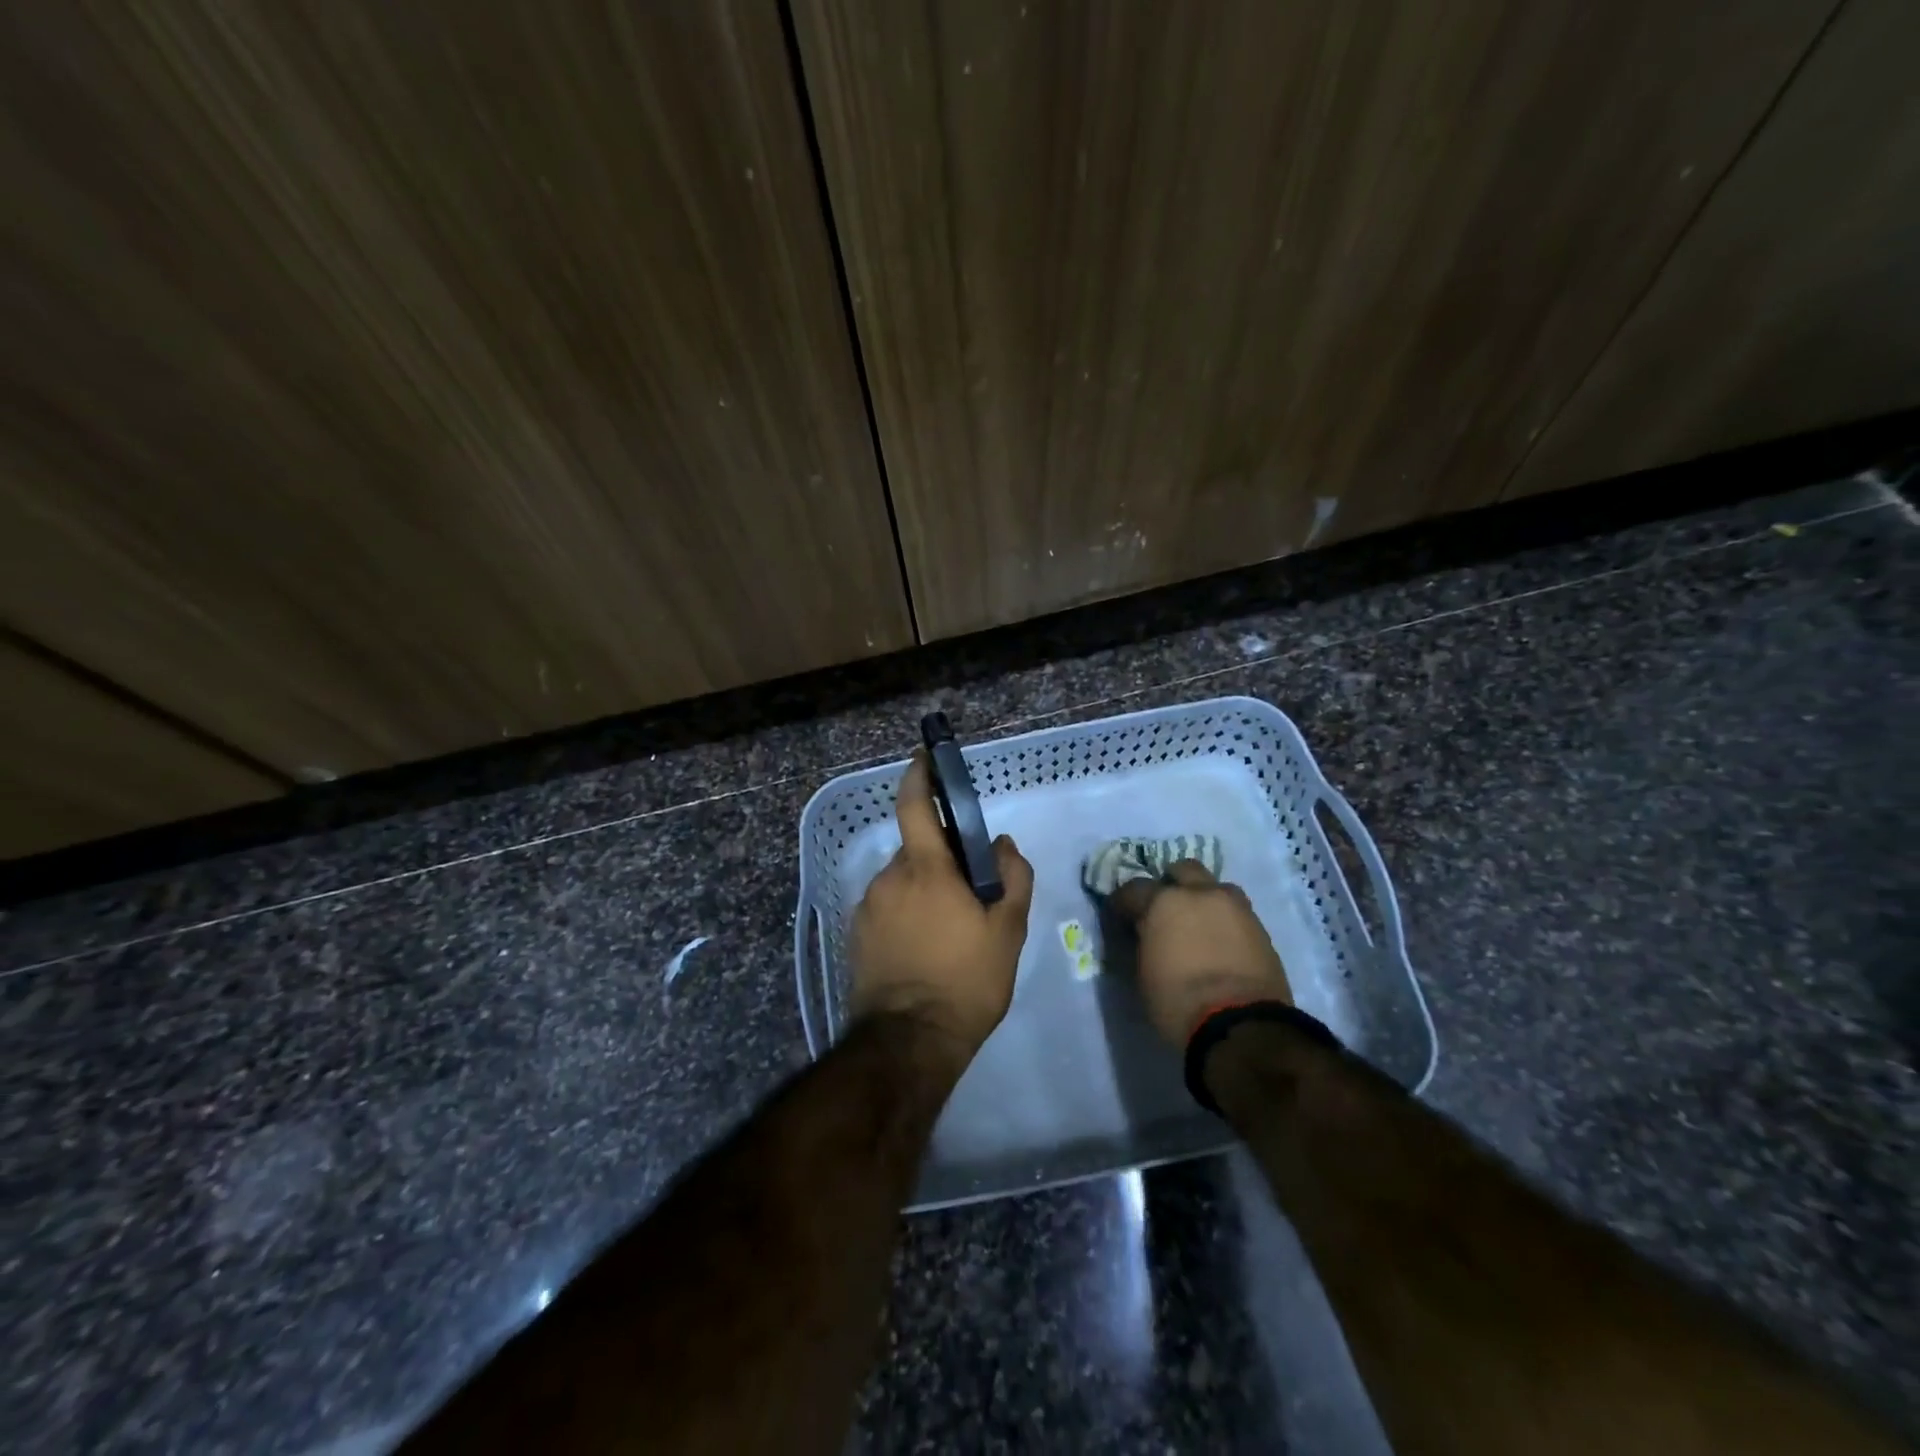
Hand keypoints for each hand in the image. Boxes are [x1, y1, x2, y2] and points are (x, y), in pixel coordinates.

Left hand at [850, 751, 1034, 1065]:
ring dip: (925, 891)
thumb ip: (1012, 877)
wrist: (909, 1041)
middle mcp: (888, 878)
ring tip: (949, 930)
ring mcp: (867, 907)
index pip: (914, 805)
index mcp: (925, 868)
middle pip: (917, 849)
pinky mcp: (856, 936)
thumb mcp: (1007, 931)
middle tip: (969, 890)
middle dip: (940, 858)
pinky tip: (925, 949)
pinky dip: (907, 914)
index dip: (919, 775)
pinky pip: (888, 908)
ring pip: (902, 882)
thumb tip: (1002, 845)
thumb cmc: (966, 981)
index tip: (925, 757)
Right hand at [1110, 860, 1291, 1046]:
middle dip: (1171, 884)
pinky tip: (1219, 942)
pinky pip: (1236, 912)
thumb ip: (1141, 941)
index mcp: (1164, 901)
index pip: (1133, 889)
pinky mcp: (1261, 928)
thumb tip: (1142, 932)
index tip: (1119, 918)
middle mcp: (1200, 893)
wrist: (1241, 1026)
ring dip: (1203, 898)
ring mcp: (1235, 907)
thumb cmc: (1178, 1002)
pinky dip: (1224, 920)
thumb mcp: (1142, 973)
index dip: (1123, 904)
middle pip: (1182, 870)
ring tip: (1198, 924)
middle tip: (1164, 910)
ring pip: (1215, 887)